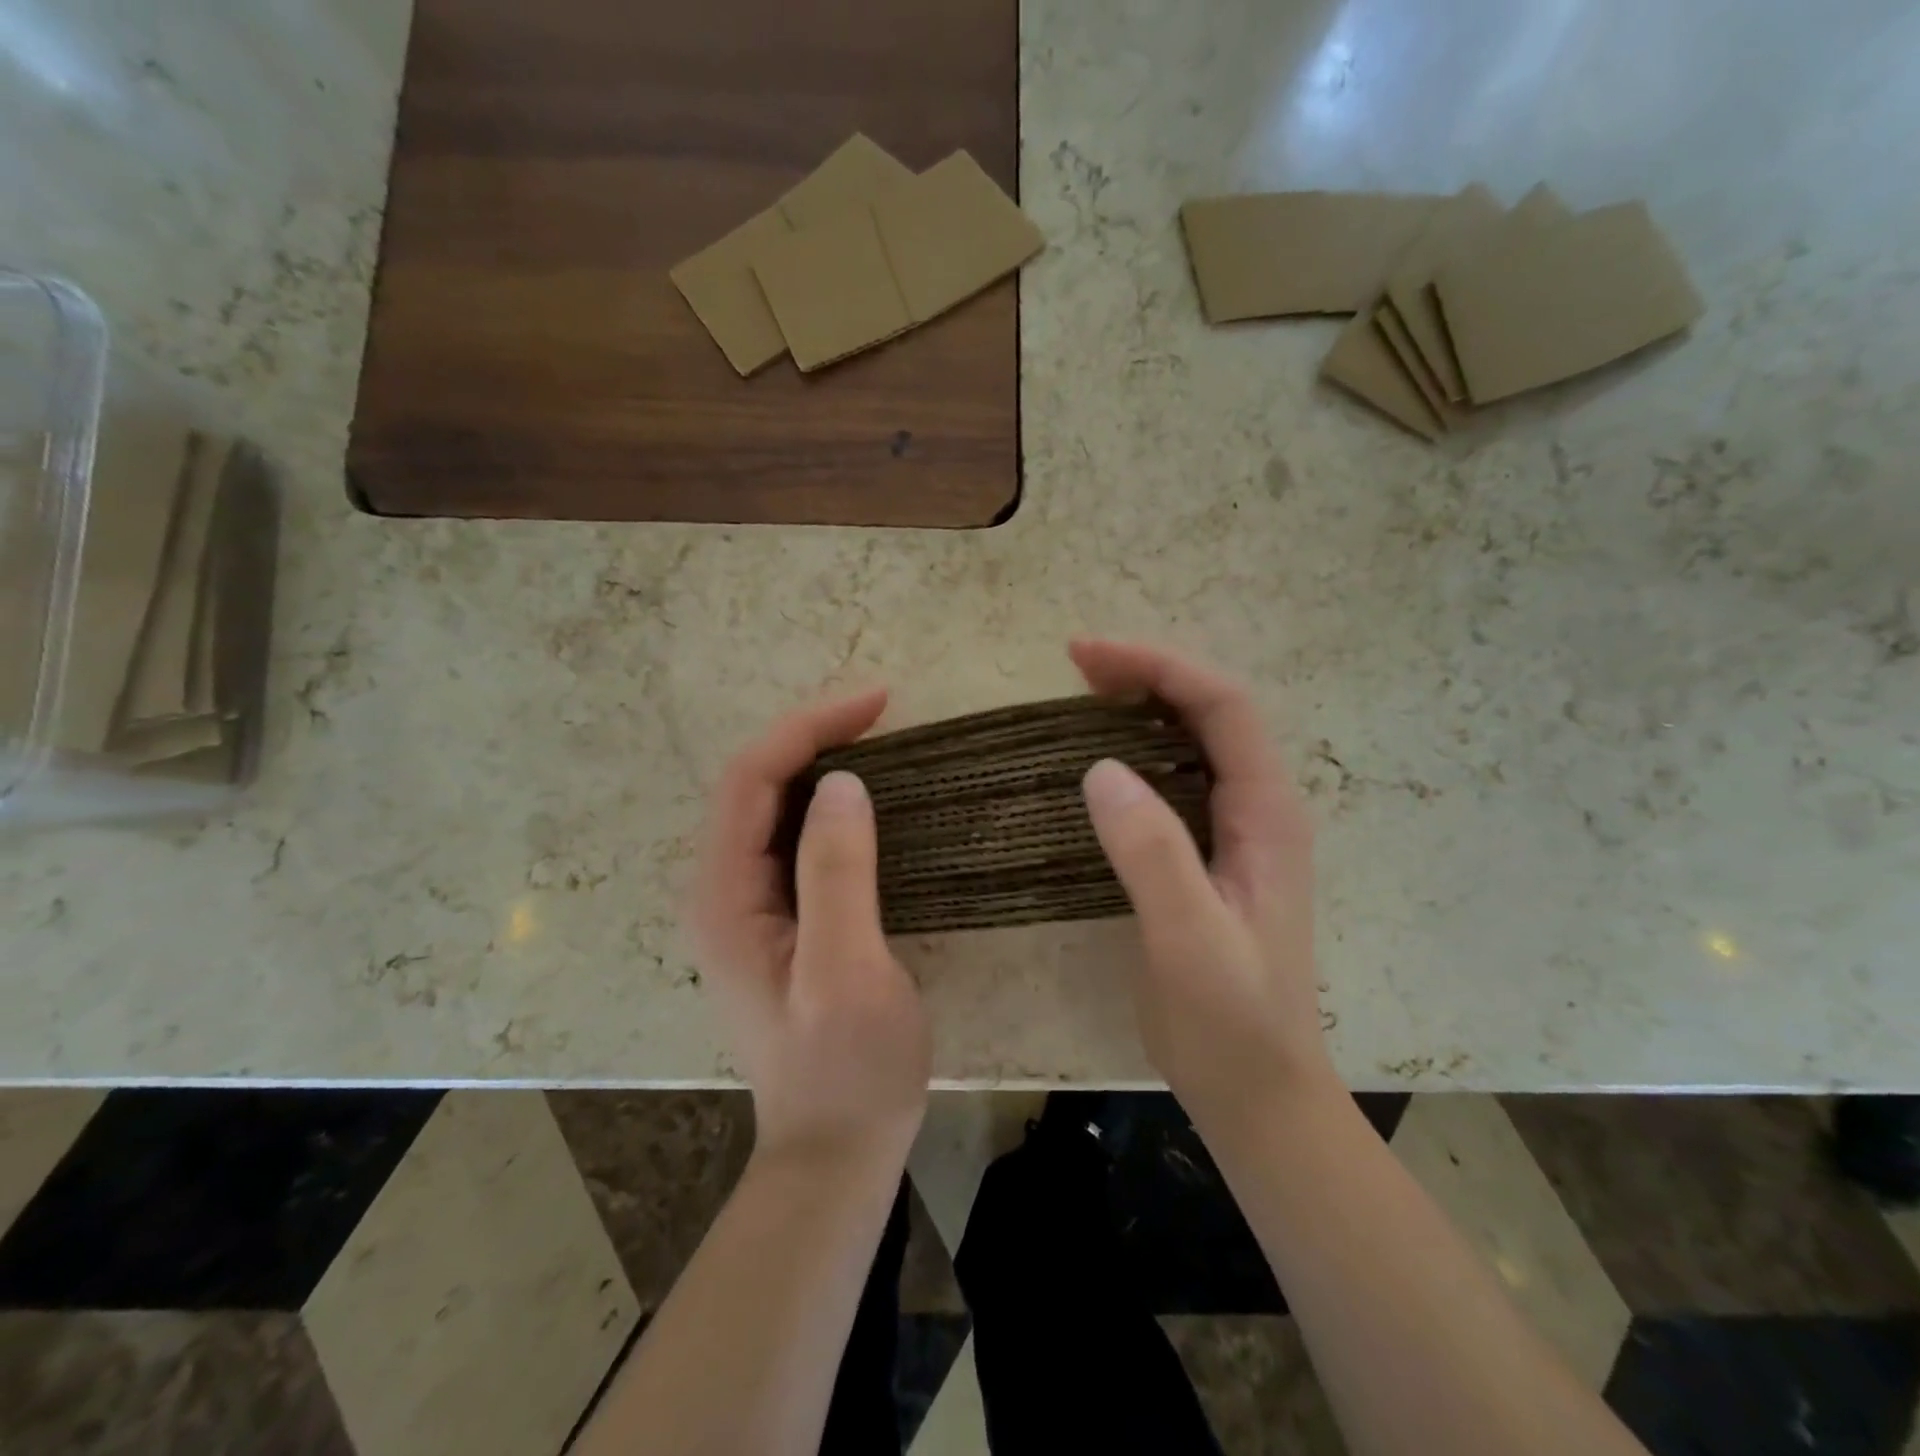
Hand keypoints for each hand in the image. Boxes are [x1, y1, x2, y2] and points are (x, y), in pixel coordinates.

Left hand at [692, 690, 931, 1173]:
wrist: (836, 1150)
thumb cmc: (847, 1069)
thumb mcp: (847, 971)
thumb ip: (836, 874)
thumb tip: (842, 783)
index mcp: (725, 896)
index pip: (752, 779)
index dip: (809, 728)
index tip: (878, 702)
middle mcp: (722, 889)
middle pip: (756, 784)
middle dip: (814, 735)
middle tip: (884, 713)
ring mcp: (748, 905)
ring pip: (774, 806)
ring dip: (820, 762)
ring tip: (881, 739)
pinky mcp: (778, 919)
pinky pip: (795, 838)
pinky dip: (830, 803)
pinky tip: (870, 799)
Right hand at [1071, 639, 1334, 1123]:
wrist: (1257, 1091)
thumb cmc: (1230, 1022)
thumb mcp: (1189, 940)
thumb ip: (1153, 853)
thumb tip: (1100, 767)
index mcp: (1266, 815)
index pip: (1222, 707)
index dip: (1158, 667)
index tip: (1085, 656)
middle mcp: (1257, 810)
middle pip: (1210, 712)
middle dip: (1147, 674)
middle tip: (1075, 665)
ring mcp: (1233, 833)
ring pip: (1192, 741)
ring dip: (1141, 706)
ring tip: (1081, 695)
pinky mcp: (1206, 857)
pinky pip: (1173, 780)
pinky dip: (1135, 751)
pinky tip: (1097, 761)